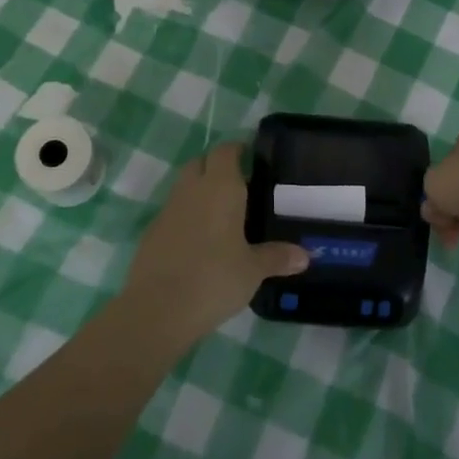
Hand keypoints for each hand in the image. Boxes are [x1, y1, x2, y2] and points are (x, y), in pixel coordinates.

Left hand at [123, 142, 308, 339]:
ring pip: (185, 187)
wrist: (157, 309)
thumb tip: (306, 256)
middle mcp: (192, 190)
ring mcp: (168, 210)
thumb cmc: (214, 279)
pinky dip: (187, 217)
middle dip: (217, 167)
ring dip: (200, 192)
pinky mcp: (152, 232)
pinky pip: (173, 213)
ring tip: (223, 216)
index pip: (226, 151)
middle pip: (201, 163)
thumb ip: (277, 257)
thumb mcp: (253, 270)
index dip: (238, 149)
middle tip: (240, 186)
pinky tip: (200, 242)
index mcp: (220, 187)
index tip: (252, 158)